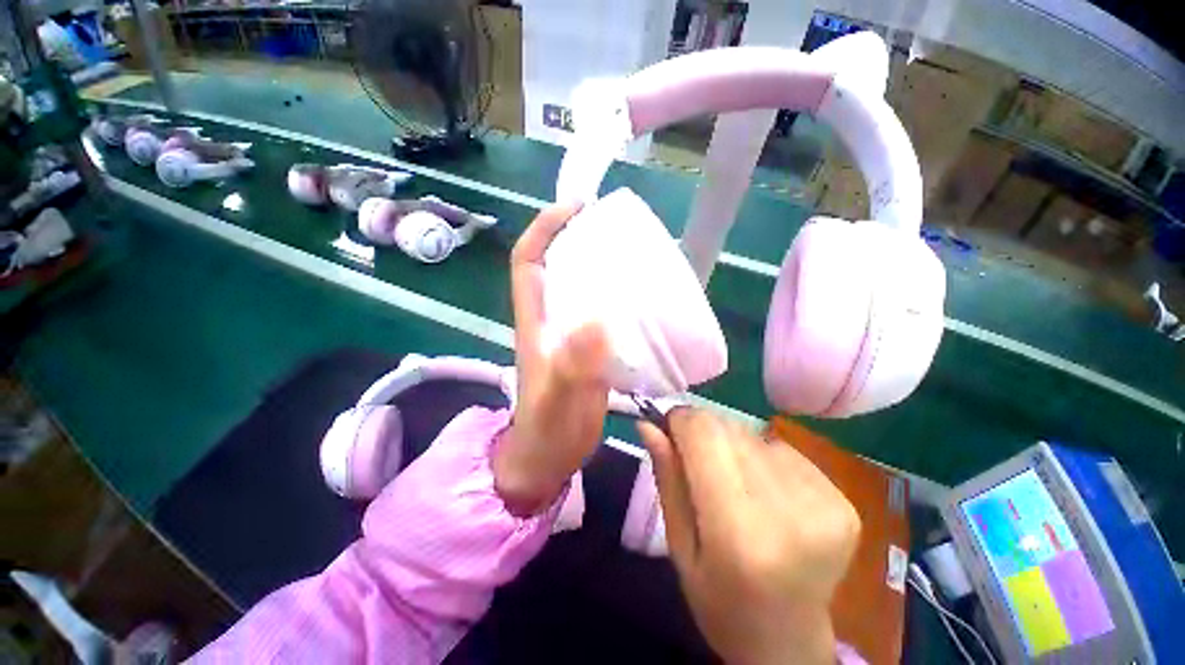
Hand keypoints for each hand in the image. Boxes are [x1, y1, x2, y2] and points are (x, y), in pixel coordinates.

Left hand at [493, 203, 610, 516]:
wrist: (548, 457)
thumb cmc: (547, 431)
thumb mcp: (558, 401)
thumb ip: (573, 366)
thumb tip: (597, 321)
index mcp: (535, 323)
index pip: (529, 262)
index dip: (545, 230)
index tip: (575, 208)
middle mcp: (550, 320)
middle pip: (557, 266)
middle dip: (577, 239)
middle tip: (614, 228)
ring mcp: (569, 334)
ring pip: (579, 287)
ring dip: (600, 266)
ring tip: (633, 255)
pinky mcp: (587, 348)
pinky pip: (600, 311)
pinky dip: (616, 298)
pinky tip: (640, 298)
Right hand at [637, 409, 860, 664]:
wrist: (789, 643)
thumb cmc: (719, 601)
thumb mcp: (679, 545)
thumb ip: (666, 477)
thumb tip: (648, 423)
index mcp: (739, 533)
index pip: (705, 435)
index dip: (682, 420)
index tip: (670, 428)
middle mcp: (788, 513)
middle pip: (730, 430)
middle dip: (705, 433)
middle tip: (699, 463)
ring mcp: (824, 504)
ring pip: (755, 435)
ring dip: (734, 447)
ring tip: (734, 484)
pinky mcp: (843, 501)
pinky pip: (785, 451)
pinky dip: (765, 460)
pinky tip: (766, 493)